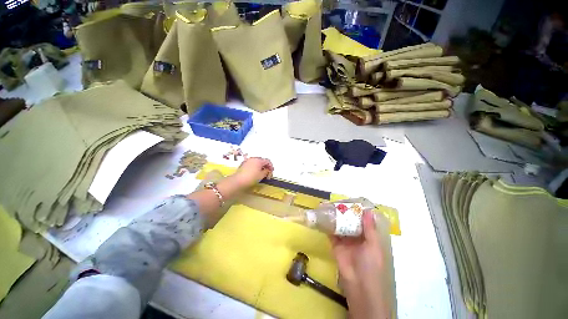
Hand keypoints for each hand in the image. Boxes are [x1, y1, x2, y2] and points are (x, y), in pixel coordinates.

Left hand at [231, 157, 273, 187]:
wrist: (238, 181)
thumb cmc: (251, 178)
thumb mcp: (261, 175)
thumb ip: (266, 171)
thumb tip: (267, 169)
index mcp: (259, 160)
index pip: (268, 161)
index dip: (271, 166)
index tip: (271, 172)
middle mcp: (253, 158)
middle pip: (262, 161)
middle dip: (266, 166)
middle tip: (267, 173)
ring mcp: (247, 161)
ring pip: (257, 162)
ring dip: (260, 167)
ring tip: (262, 174)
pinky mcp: (243, 164)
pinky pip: (252, 164)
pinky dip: (255, 167)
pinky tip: (255, 173)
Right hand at [331, 211, 389, 318]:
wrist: (359, 284)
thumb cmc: (371, 264)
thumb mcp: (374, 245)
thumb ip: (369, 228)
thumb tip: (368, 210)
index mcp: (368, 236)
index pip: (362, 220)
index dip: (357, 211)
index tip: (350, 200)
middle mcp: (356, 236)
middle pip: (349, 221)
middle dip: (343, 212)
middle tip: (336, 201)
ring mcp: (345, 240)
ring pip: (339, 225)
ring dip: (334, 217)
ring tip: (327, 205)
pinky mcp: (335, 244)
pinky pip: (331, 232)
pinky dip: (327, 225)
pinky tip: (323, 216)